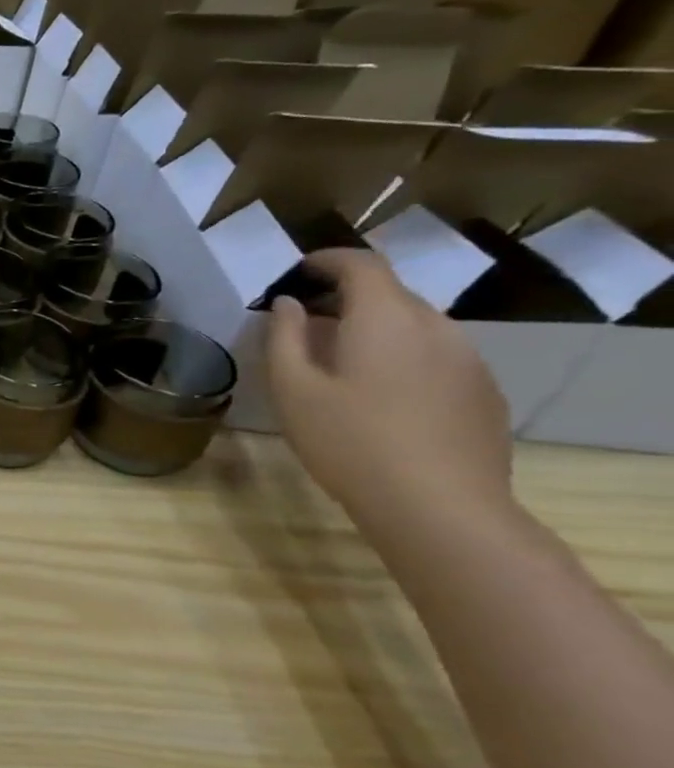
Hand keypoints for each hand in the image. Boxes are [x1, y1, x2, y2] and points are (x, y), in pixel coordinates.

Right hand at [266, 249, 512, 524]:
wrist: (439, 507)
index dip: (328, 260)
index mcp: (385, 318)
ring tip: (341, 363)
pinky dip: (403, 358)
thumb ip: (284, 338)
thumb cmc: (349, 441)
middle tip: (308, 323)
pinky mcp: (484, 393)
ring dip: (376, 330)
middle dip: (348, 298)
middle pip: (391, 294)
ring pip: (416, 327)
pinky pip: (437, 357)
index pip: (361, 264)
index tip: (299, 271)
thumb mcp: (293, 390)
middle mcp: (435, 327)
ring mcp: (468, 360)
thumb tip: (288, 305)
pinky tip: (382, 398)